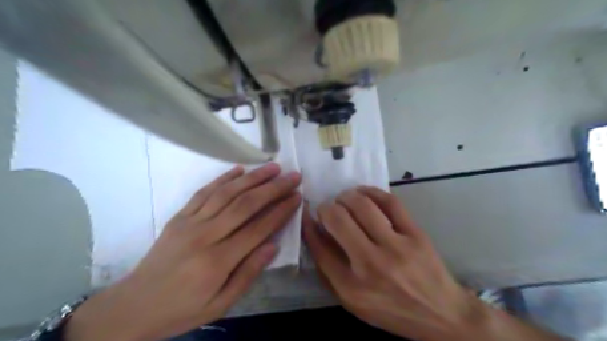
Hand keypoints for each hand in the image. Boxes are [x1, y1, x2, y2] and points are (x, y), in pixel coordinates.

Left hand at [66, 162, 299, 340]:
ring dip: (252, 177)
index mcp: (217, 261)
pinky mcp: (179, 216)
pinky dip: (223, 178)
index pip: (258, 228)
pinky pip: (204, 192)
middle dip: (273, 188)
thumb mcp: (221, 304)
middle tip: (293, 175)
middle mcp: (205, 236)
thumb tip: (273, 246)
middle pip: (245, 205)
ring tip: (273, 166)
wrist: (133, 306)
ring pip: (226, 193)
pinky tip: (239, 169)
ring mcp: (189, 222)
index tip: (297, 196)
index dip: (280, 211)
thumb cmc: (182, 309)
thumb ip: (248, 273)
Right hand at [304, 188, 479, 339]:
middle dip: (326, 208)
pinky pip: (390, 202)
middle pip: (338, 220)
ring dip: (346, 197)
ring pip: (362, 206)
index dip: (309, 225)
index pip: (320, 248)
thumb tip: (315, 234)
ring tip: (343, 199)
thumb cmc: (391, 310)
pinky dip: (371, 192)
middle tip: (327, 209)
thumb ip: (329, 270)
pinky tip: (363, 193)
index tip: (308, 215)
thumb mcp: (353, 301)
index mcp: (352, 287)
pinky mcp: (415, 234)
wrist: (441, 315)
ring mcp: (396, 247)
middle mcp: (371, 265)